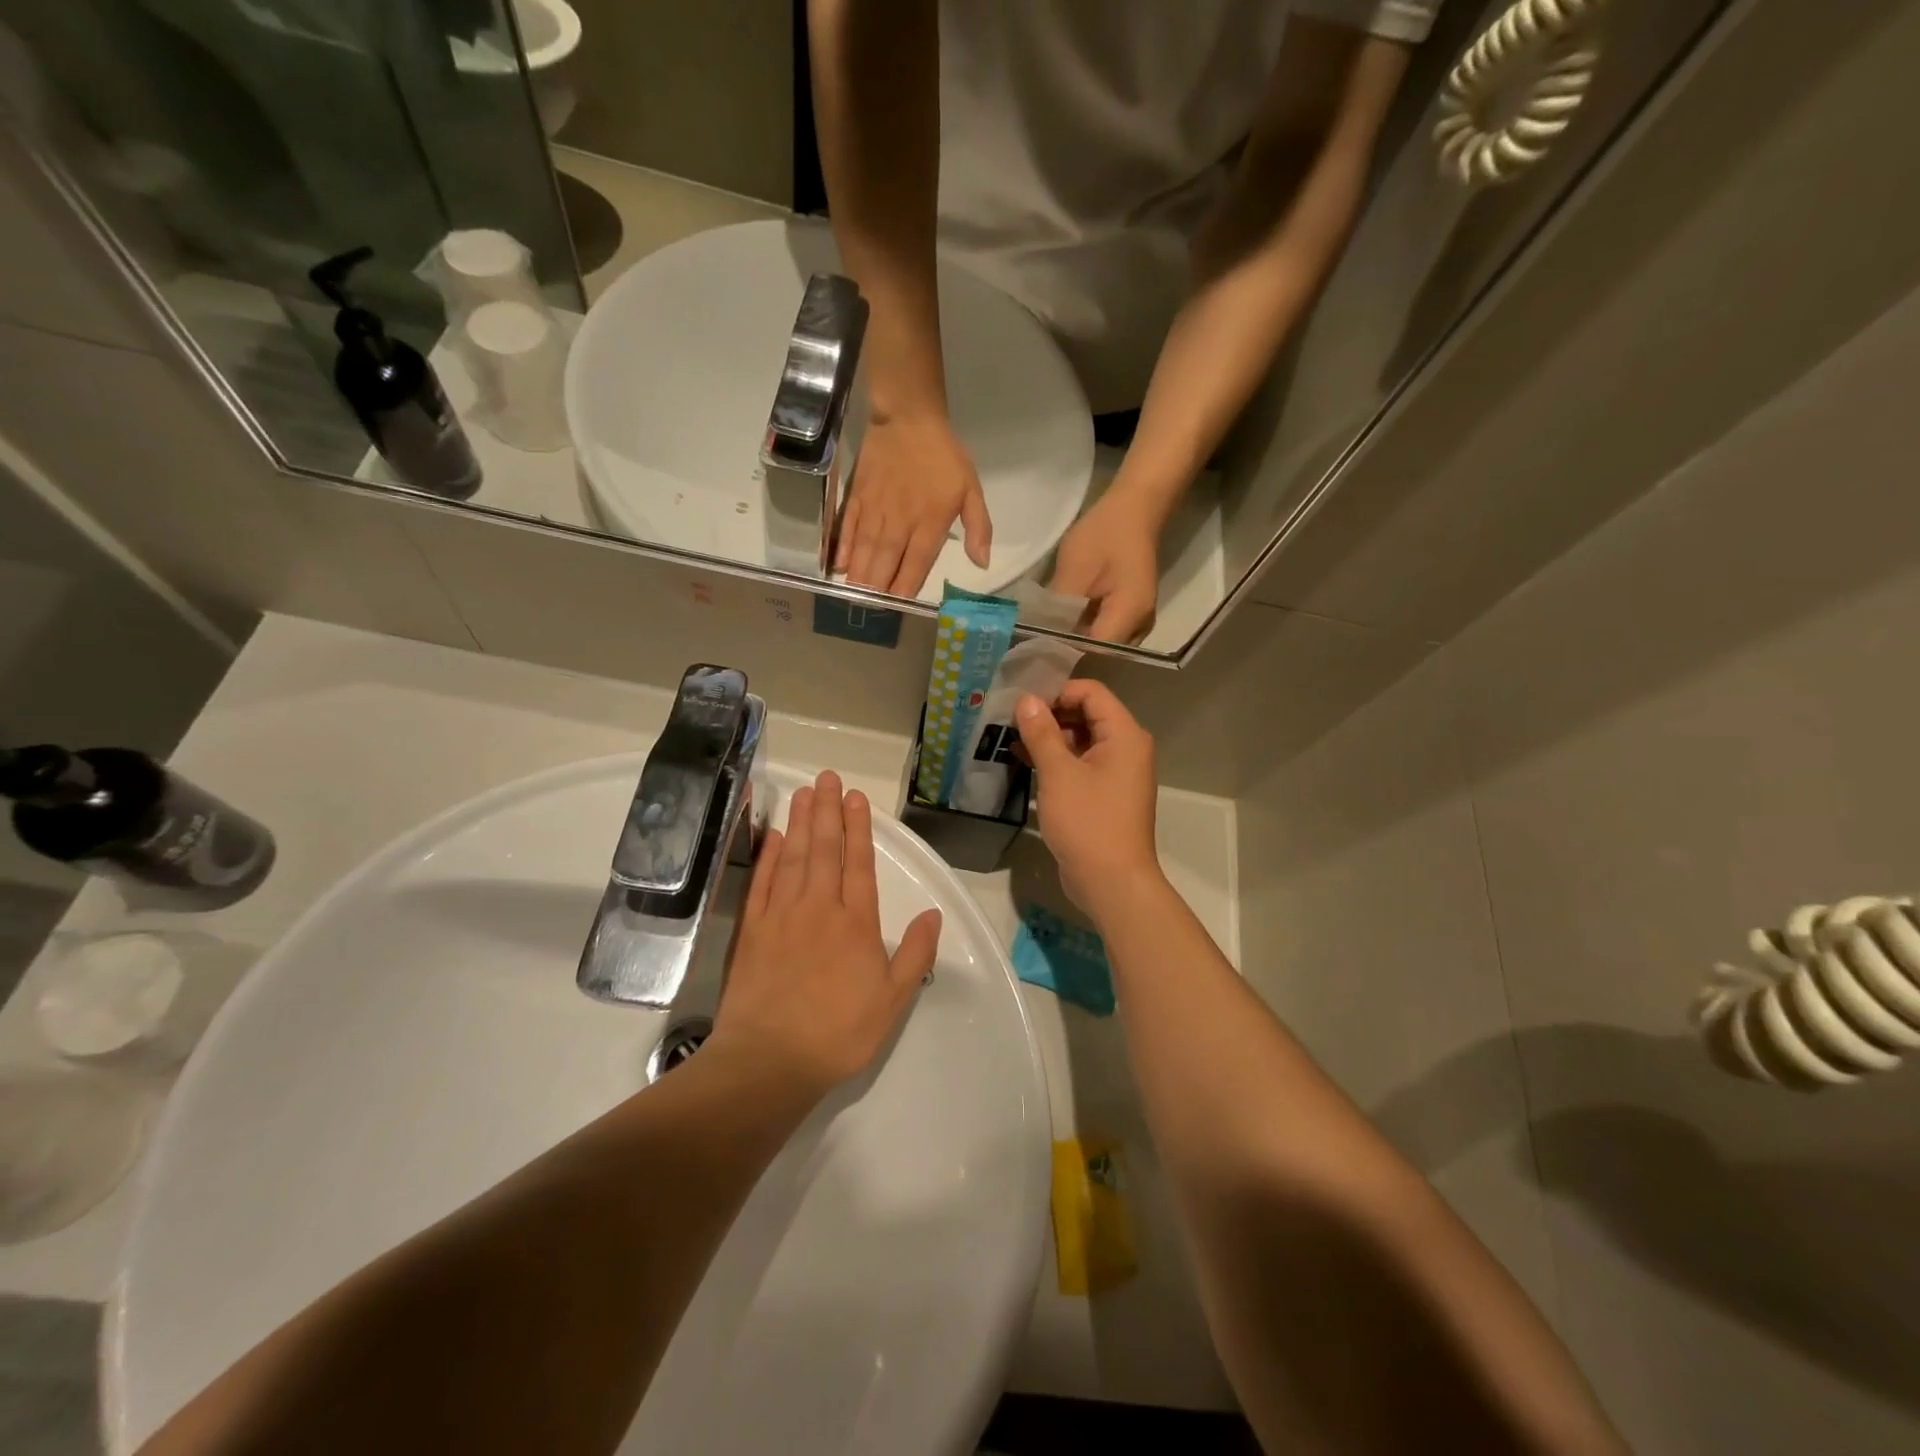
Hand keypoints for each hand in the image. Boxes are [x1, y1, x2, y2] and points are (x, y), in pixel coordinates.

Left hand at [712, 771, 940, 1099]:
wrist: (770, 1060)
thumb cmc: (839, 1033)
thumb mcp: (893, 1000)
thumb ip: (916, 954)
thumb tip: (934, 914)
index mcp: (856, 923)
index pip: (858, 863)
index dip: (858, 827)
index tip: (855, 796)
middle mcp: (819, 908)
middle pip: (824, 849)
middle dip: (827, 811)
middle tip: (826, 777)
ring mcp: (781, 916)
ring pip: (793, 857)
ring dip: (801, 822)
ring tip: (804, 792)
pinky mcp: (752, 931)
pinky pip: (762, 883)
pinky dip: (768, 857)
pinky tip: (774, 836)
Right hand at [837, 410, 991, 595]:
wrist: (908, 417)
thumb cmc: (943, 456)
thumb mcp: (971, 489)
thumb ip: (978, 528)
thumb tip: (982, 564)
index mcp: (930, 524)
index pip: (915, 566)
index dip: (905, 589)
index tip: (898, 607)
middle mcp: (900, 523)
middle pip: (886, 564)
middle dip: (877, 590)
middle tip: (870, 611)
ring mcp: (875, 511)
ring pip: (865, 551)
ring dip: (859, 576)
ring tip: (854, 598)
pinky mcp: (857, 498)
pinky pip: (847, 528)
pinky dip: (843, 548)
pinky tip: (839, 567)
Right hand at [1013, 682, 1161, 913]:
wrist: (1112, 883)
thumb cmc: (1088, 823)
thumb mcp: (1058, 774)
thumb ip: (1041, 733)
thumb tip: (1026, 700)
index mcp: (1124, 735)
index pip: (1091, 693)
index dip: (1057, 691)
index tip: (1023, 704)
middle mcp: (1126, 748)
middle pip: (1087, 714)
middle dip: (1050, 714)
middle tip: (1012, 720)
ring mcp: (1116, 773)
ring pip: (1080, 741)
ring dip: (1049, 738)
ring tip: (1012, 739)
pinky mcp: (1104, 795)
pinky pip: (1080, 765)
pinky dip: (1056, 761)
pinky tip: (1024, 762)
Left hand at [1048, 493, 1160, 642]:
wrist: (1135, 508)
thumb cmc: (1105, 534)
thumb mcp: (1074, 570)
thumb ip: (1058, 609)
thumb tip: (1038, 637)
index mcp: (1129, 616)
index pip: (1092, 652)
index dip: (1063, 656)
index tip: (1034, 654)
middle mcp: (1139, 627)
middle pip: (1098, 653)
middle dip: (1067, 651)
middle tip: (1033, 648)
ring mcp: (1138, 621)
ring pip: (1100, 643)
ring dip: (1074, 641)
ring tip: (1043, 637)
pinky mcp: (1130, 613)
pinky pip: (1104, 631)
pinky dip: (1083, 629)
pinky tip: (1061, 623)